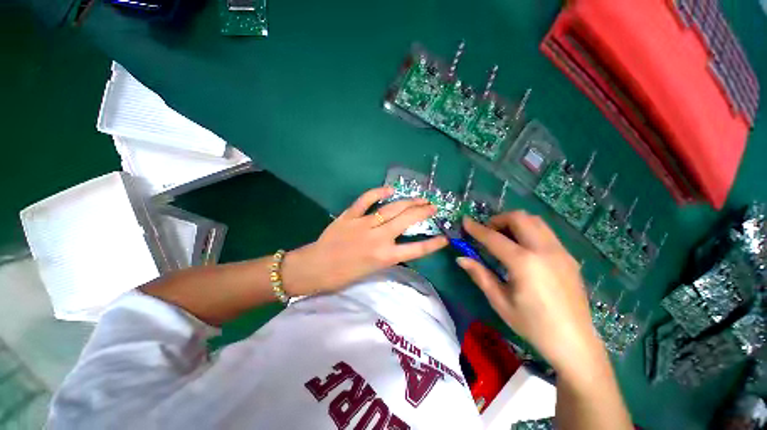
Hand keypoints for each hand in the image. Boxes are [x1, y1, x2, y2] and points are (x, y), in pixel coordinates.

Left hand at [282, 187, 447, 295]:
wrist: (314, 268)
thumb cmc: (343, 276)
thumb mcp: (371, 271)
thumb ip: (388, 256)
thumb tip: (399, 243)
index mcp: (384, 257)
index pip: (416, 249)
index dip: (433, 244)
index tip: (445, 238)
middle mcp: (378, 238)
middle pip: (406, 221)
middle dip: (423, 212)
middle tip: (434, 206)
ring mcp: (363, 224)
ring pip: (391, 208)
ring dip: (408, 202)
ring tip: (420, 198)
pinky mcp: (350, 215)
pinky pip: (365, 200)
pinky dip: (378, 192)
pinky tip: (390, 189)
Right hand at [458, 212, 605, 376]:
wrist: (575, 343)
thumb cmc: (533, 325)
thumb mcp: (500, 302)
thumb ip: (480, 275)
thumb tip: (461, 258)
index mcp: (524, 263)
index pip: (494, 238)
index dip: (476, 228)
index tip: (465, 221)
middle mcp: (544, 250)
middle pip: (519, 218)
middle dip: (498, 219)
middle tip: (487, 231)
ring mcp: (560, 252)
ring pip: (535, 221)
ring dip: (515, 222)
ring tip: (503, 237)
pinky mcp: (569, 257)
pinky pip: (545, 232)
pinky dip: (529, 231)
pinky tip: (522, 248)